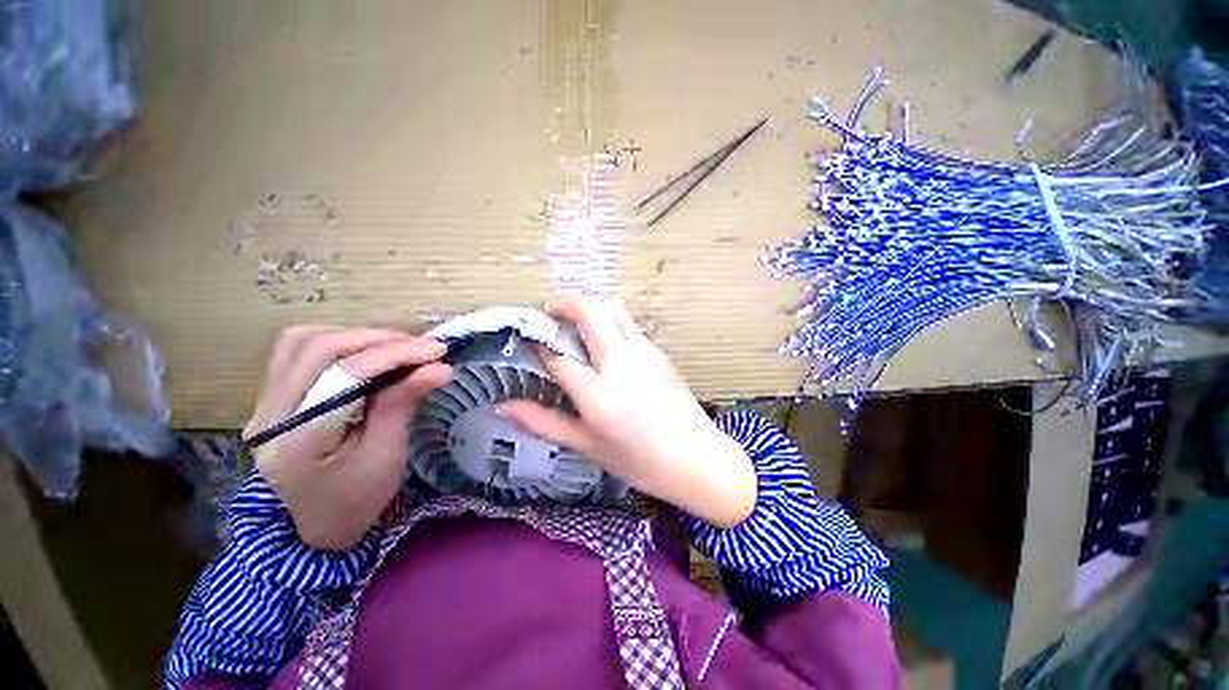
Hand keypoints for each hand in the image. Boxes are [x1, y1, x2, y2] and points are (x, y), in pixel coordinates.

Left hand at [243, 326, 451, 549]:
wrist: (317, 527)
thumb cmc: (356, 499)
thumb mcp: (386, 455)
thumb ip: (403, 404)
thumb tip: (438, 367)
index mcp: (297, 439)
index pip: (344, 375)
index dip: (394, 355)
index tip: (437, 350)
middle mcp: (270, 413)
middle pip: (317, 348)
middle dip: (377, 339)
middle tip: (421, 346)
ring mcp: (266, 402)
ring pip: (303, 341)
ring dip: (356, 336)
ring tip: (397, 347)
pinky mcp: (274, 397)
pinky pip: (299, 350)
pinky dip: (338, 342)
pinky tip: (367, 353)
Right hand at [497, 296, 756, 526]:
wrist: (697, 459)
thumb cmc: (638, 460)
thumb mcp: (586, 445)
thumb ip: (543, 422)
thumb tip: (502, 407)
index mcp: (597, 391)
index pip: (557, 355)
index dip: (537, 344)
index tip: (527, 341)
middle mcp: (620, 360)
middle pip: (589, 310)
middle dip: (563, 302)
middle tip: (549, 313)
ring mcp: (644, 351)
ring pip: (613, 308)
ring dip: (589, 305)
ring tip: (575, 322)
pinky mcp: (659, 352)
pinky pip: (629, 324)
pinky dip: (609, 320)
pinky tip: (605, 343)